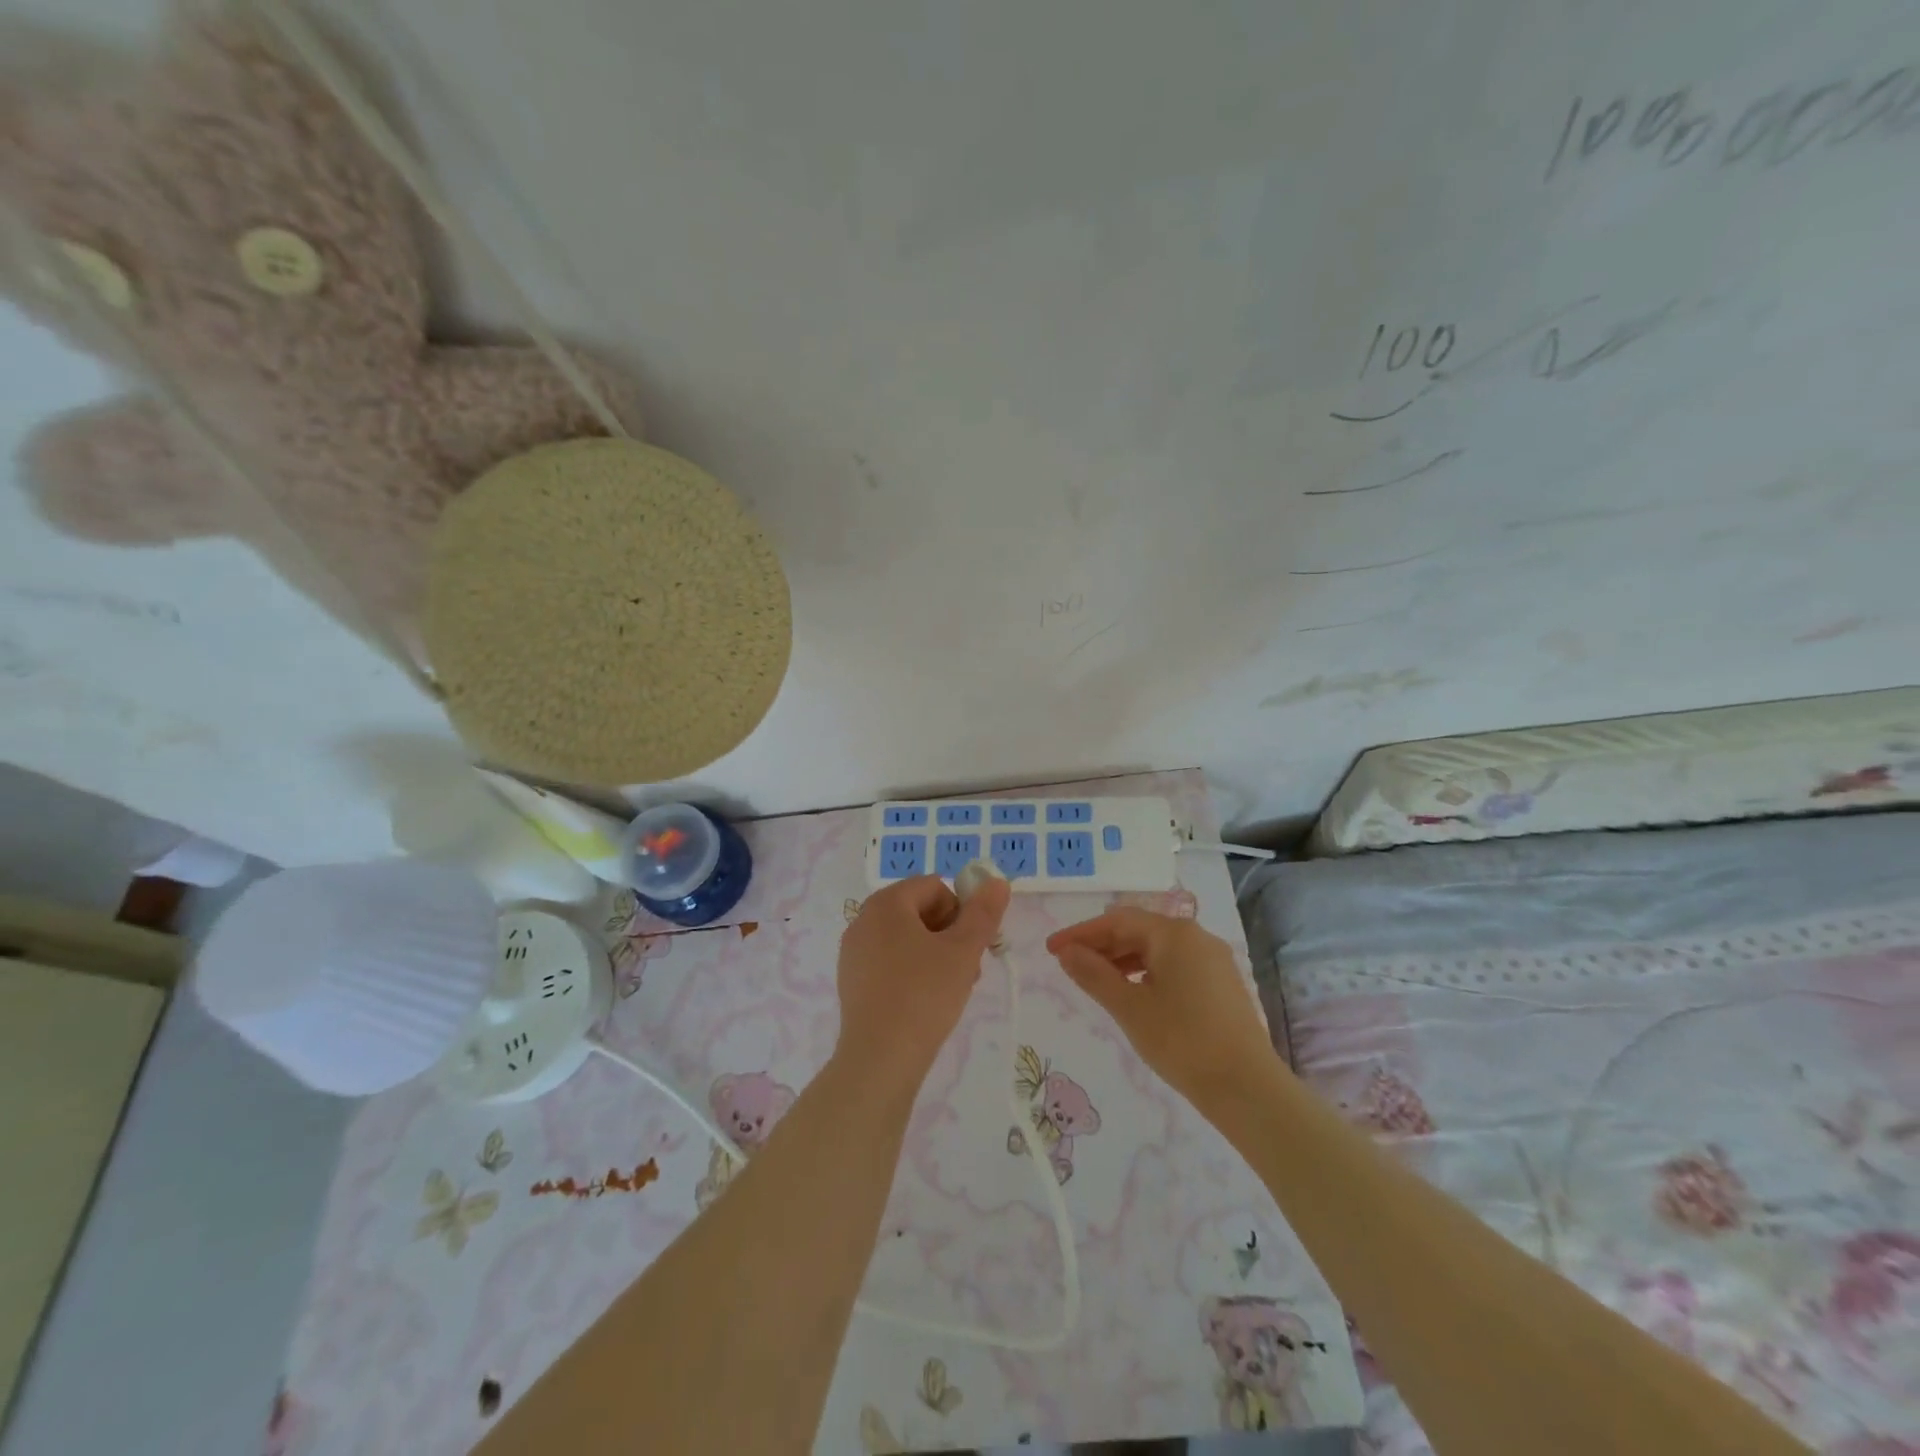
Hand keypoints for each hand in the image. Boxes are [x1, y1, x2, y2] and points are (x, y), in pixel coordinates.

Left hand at [836, 874, 1010, 1090]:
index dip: (961, 912)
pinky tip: (925, 1002)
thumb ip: (983, 913)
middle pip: (920, 911)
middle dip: (950, 935)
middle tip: (967, 970)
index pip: (936, 887)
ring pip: (907, 938)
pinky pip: (889, 961)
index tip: (972, 946)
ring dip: (935, 954)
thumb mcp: (963, 951)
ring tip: (951, 989)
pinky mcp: (852, 980)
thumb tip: (997, 881)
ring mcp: (854, 951)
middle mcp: (864, 919)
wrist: (880, 1059)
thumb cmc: (924, 995)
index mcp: (887, 903)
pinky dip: (912, 972)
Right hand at [1047, 909, 1276, 1109]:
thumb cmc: (1181, 1041)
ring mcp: (1213, 960)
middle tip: (1069, 965)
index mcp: (1173, 933)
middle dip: (1101, 945)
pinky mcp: (1221, 984)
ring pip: (1157, 949)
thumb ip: (1093, 975)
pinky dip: (1146, 972)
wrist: (1247, 1088)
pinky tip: (1132, 994)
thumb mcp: (1129, 1008)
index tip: (1052, 949)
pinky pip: (1174, 965)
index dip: (1081, 933)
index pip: (1117, 920)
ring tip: (1095, 981)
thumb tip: (1067, 953)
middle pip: (1138, 930)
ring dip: (1122, 959)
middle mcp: (1196, 937)